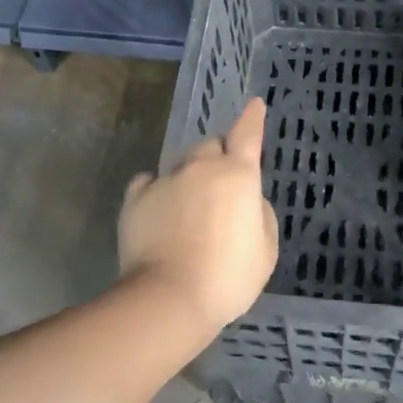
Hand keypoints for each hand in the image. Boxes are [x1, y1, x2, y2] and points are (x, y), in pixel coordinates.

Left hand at [118, 98, 278, 338]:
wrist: (170, 297)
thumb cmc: (228, 277)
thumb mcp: (266, 249)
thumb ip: (259, 213)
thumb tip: (245, 200)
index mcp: (238, 175)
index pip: (248, 135)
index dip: (252, 119)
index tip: (255, 104)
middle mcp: (200, 168)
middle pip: (210, 146)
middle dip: (218, 158)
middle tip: (220, 186)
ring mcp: (165, 180)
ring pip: (181, 165)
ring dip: (189, 177)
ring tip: (189, 208)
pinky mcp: (135, 199)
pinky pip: (148, 182)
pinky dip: (157, 190)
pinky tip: (159, 208)